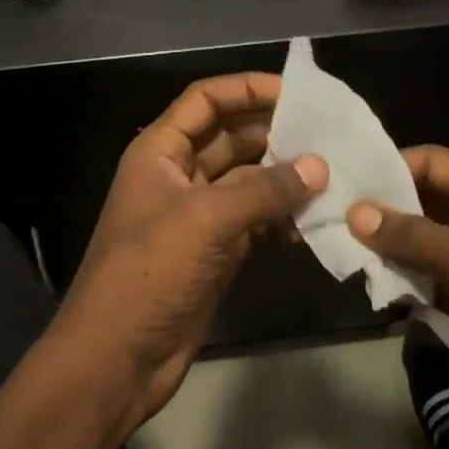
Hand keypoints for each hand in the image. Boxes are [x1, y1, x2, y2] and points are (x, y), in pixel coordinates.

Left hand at [59, 74, 327, 420]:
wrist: (116, 359)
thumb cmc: (150, 274)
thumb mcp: (206, 221)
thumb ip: (265, 190)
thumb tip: (319, 167)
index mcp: (159, 152)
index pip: (205, 100)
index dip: (247, 88)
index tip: (297, 93)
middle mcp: (177, 176)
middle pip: (230, 138)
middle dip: (275, 134)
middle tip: (328, 137)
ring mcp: (196, 216)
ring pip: (246, 182)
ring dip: (283, 179)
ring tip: (332, 177)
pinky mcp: (214, 252)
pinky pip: (253, 221)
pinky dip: (280, 218)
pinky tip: (314, 222)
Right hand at [347, 146, 448, 448]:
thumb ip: (412, 235)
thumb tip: (354, 212)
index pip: (438, 163)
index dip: (391, 169)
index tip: (342, 180)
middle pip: (433, 200)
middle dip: (388, 210)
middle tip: (334, 214)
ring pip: (432, 241)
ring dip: (394, 247)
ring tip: (343, 246)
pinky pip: (438, 277)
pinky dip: (410, 279)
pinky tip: (374, 282)